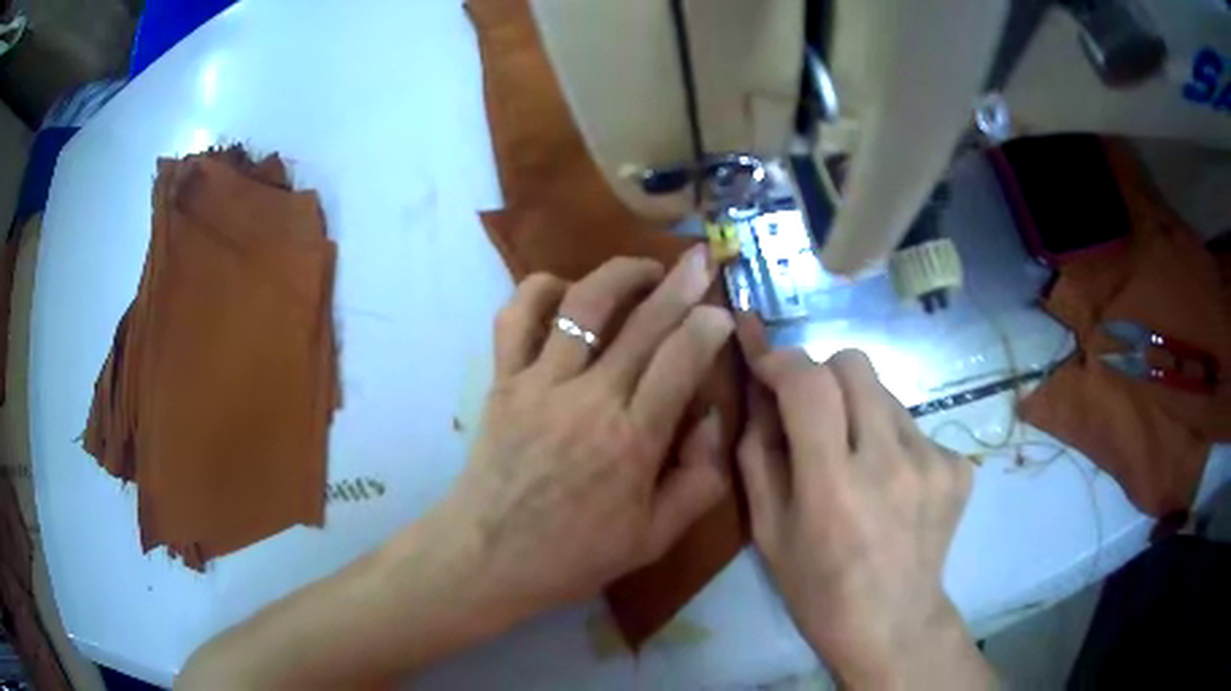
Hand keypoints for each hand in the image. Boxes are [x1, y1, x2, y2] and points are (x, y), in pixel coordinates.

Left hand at [440, 246, 733, 618]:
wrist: (489, 556)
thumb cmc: (574, 554)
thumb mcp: (655, 537)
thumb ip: (699, 480)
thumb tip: (711, 417)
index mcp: (632, 441)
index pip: (681, 361)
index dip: (707, 327)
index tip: (721, 309)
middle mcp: (589, 399)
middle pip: (642, 324)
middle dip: (680, 283)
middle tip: (701, 259)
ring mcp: (539, 384)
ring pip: (582, 306)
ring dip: (618, 275)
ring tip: (643, 268)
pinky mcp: (503, 380)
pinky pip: (515, 318)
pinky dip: (540, 290)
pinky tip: (565, 289)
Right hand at [738, 349, 989, 688]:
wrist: (893, 623)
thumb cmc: (818, 588)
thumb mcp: (767, 530)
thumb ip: (758, 453)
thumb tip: (761, 392)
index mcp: (833, 485)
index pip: (809, 383)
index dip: (783, 360)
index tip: (769, 368)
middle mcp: (890, 461)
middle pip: (855, 364)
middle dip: (825, 376)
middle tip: (817, 416)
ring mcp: (933, 461)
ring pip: (887, 394)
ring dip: (862, 413)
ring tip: (860, 462)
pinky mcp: (960, 466)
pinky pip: (917, 426)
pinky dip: (896, 442)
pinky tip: (895, 486)